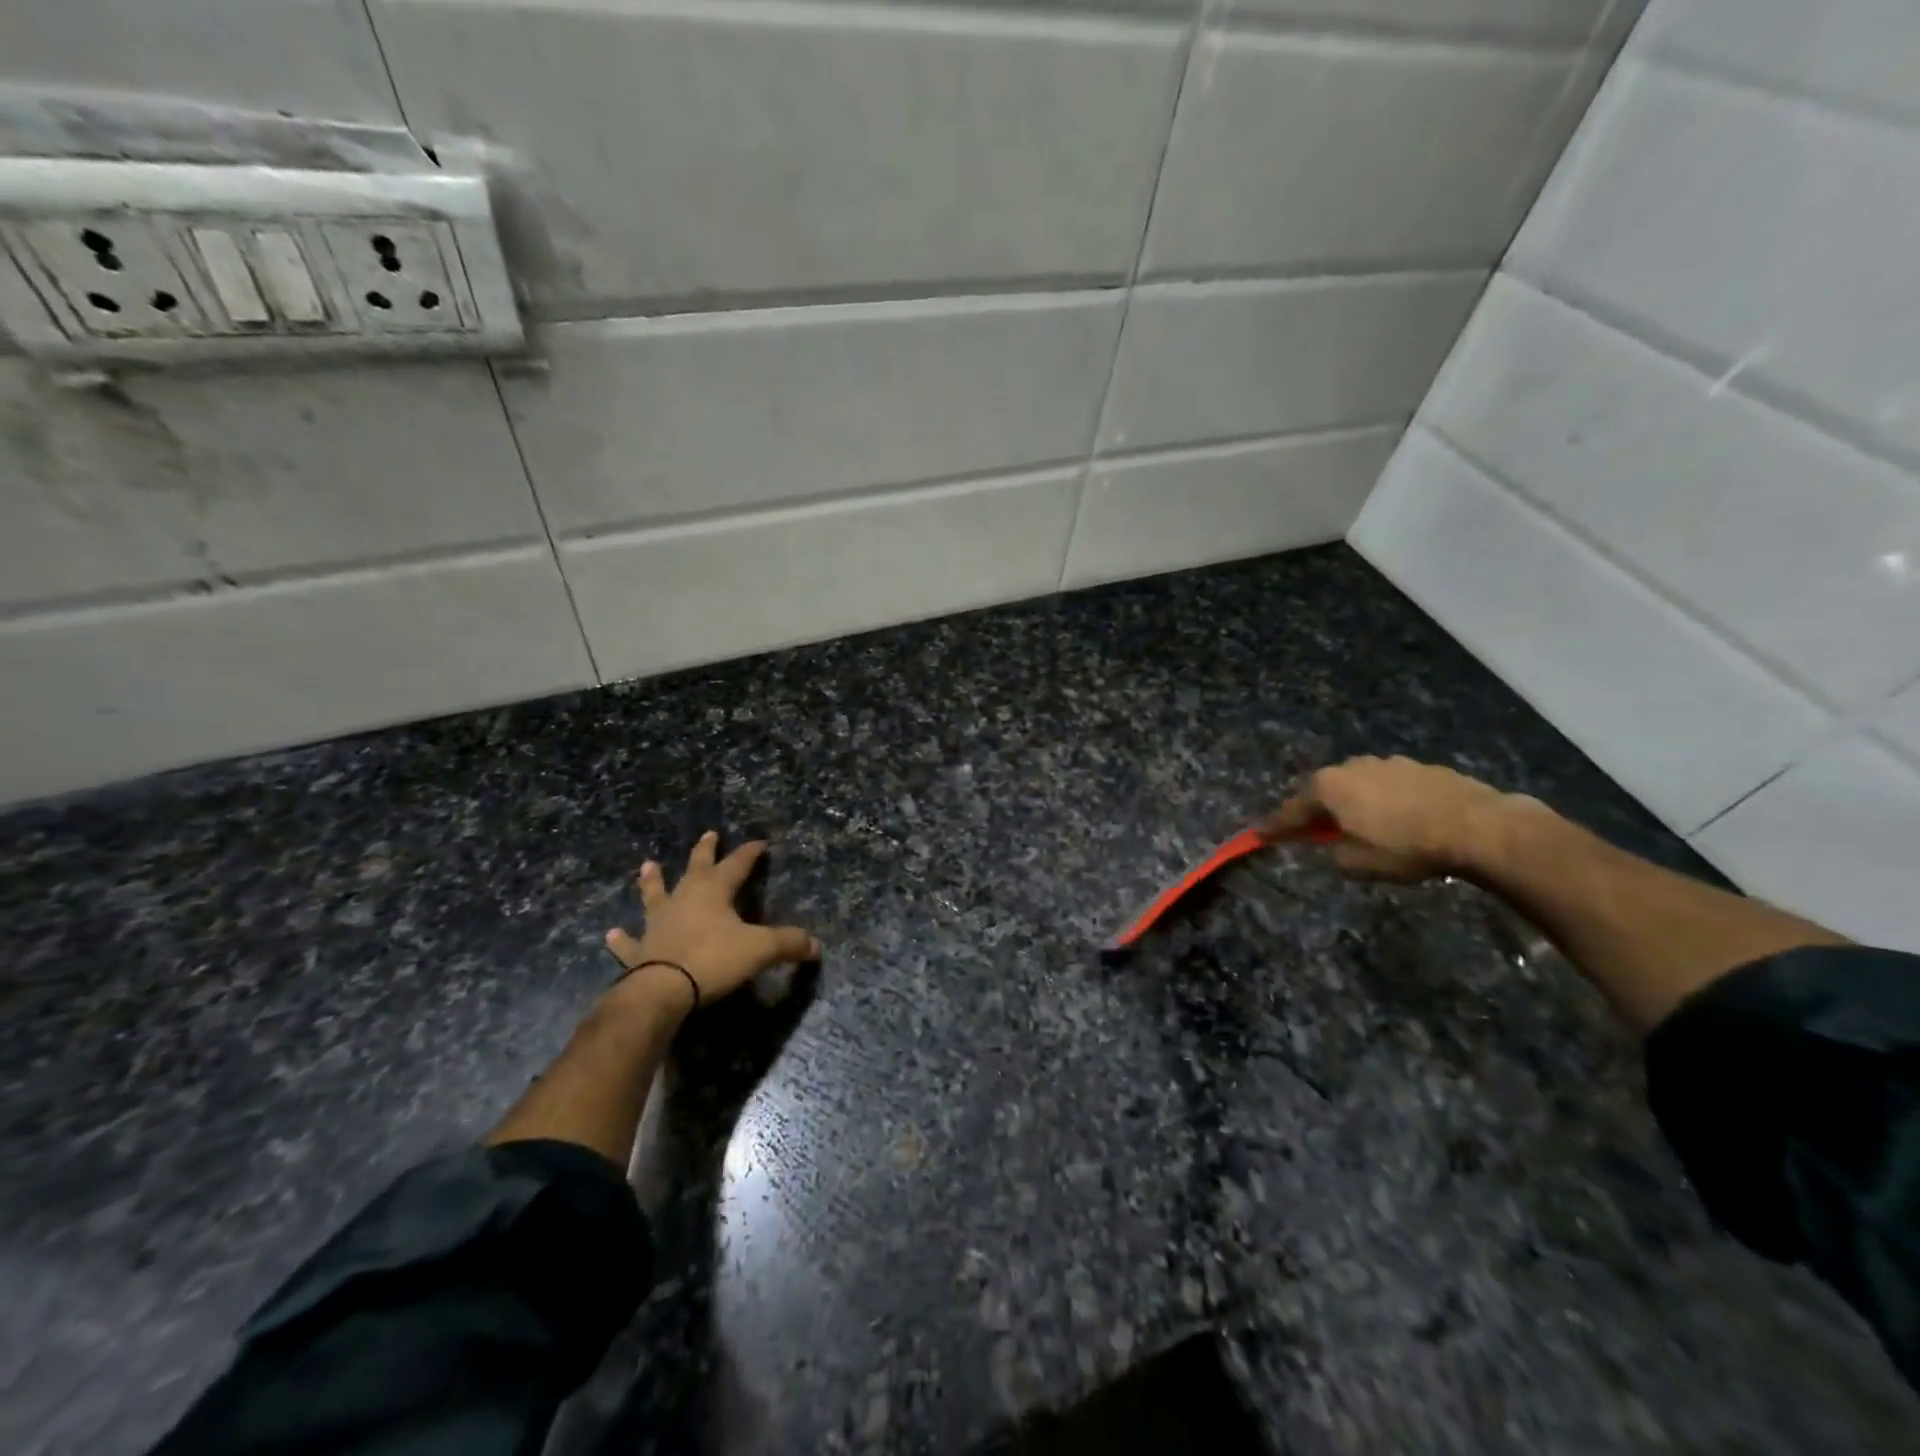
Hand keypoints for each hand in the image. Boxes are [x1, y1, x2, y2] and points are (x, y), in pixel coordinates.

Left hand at [604, 832, 820, 1008]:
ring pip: (656, 895)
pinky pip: (631, 941)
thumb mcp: (760, 949)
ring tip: (648, 866)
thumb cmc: (713, 960)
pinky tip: (612, 934)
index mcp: (714, 892)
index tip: (760, 842)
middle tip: (709, 834)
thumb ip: (788, 944)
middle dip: (705, 851)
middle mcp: (684, 899)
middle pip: (696, 868)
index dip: (750, 853)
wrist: (662, 991)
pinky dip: (623, 938)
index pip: (737, 865)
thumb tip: (816, 946)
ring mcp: (658, 923)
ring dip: (653, 881)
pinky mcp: (640, 950)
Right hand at [1258, 755, 1520, 882]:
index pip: (1291, 811)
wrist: (1479, 827)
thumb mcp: (1358, 863)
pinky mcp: (1420, 768)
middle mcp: (1352, 767)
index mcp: (1329, 787)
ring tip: (1362, 826)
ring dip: (1353, 803)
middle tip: (1313, 831)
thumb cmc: (1406, 847)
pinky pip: (1388, 786)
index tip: (1258, 834)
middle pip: (1324, 791)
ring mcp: (1387, 763)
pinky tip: (1399, 820)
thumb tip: (1336, 845)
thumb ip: (1335, 853)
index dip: (1275, 827)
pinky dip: (1384, 801)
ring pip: (1357, 785)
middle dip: (1316, 810)